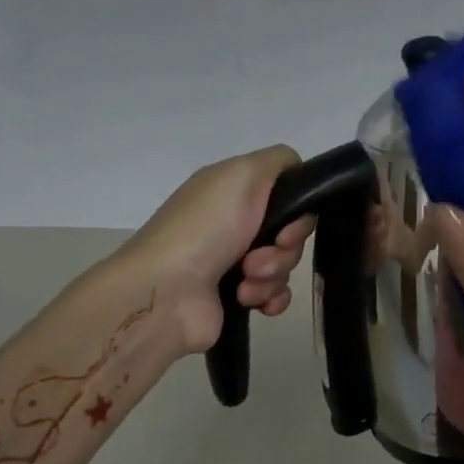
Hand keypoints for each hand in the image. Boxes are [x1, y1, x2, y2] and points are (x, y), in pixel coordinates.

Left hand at [107, 146, 316, 355]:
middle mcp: (235, 223)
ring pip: (286, 264)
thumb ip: (280, 161)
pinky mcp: (237, 295)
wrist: (166, 293)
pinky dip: (272, 297)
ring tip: (246, 281)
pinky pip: (277, 293)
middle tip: (258, 257)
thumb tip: (298, 171)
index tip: (287, 225)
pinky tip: (255, 302)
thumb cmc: (206, 229)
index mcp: (234, 192)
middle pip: (291, 231)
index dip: (297, 210)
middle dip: (285, 247)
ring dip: (274, 274)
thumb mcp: (243, 174)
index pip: (288, 192)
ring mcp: (235, 261)